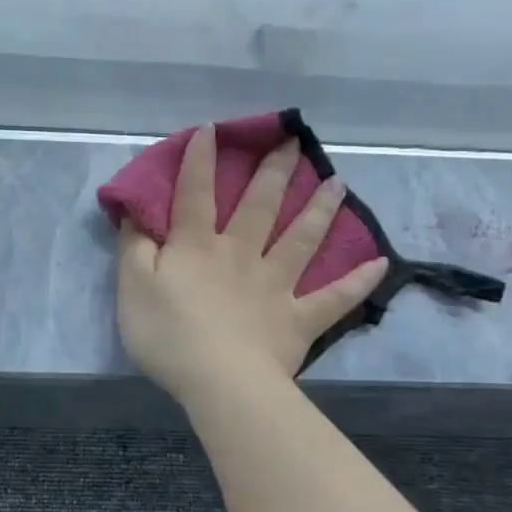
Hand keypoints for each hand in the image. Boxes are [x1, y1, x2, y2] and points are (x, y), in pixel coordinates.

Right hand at [117, 125, 386, 406]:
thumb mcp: (132, 286)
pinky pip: (333, 298)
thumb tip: (135, 211)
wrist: (219, 382)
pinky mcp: (298, 319)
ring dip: (319, 209)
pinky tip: (379, 263)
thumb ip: (134, 246)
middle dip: (274, 171)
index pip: (196, 194)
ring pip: (301, 240)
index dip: (200, 160)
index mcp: (197, 246)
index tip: (213, 129)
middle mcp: (241, 255)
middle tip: (293, 141)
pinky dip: (357, 282)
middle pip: (260, 206)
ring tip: (337, 182)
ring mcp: (275, 286)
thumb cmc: (167, 333)